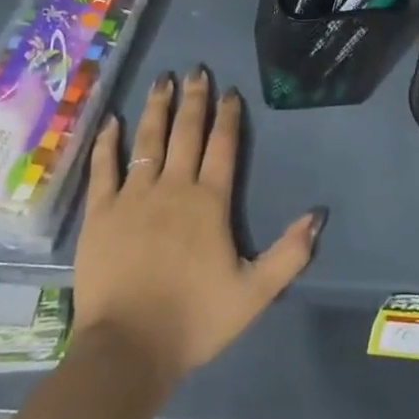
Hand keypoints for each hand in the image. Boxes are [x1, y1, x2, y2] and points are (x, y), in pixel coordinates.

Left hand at [74, 69, 321, 390]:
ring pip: (147, 140)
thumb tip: (318, 215)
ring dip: (156, 108)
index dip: (228, 116)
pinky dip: (108, 142)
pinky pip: (104, 167)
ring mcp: (133, 196)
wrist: (128, 348)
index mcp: (209, 202)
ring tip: (161, 80)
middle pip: (186, 132)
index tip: (230, 92)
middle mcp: (172, 187)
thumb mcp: (254, 293)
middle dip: (194, 99)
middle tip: (196, 70)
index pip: (222, 146)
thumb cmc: (194, 319)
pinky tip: (112, 121)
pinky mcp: (100, 212)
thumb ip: (289, 253)